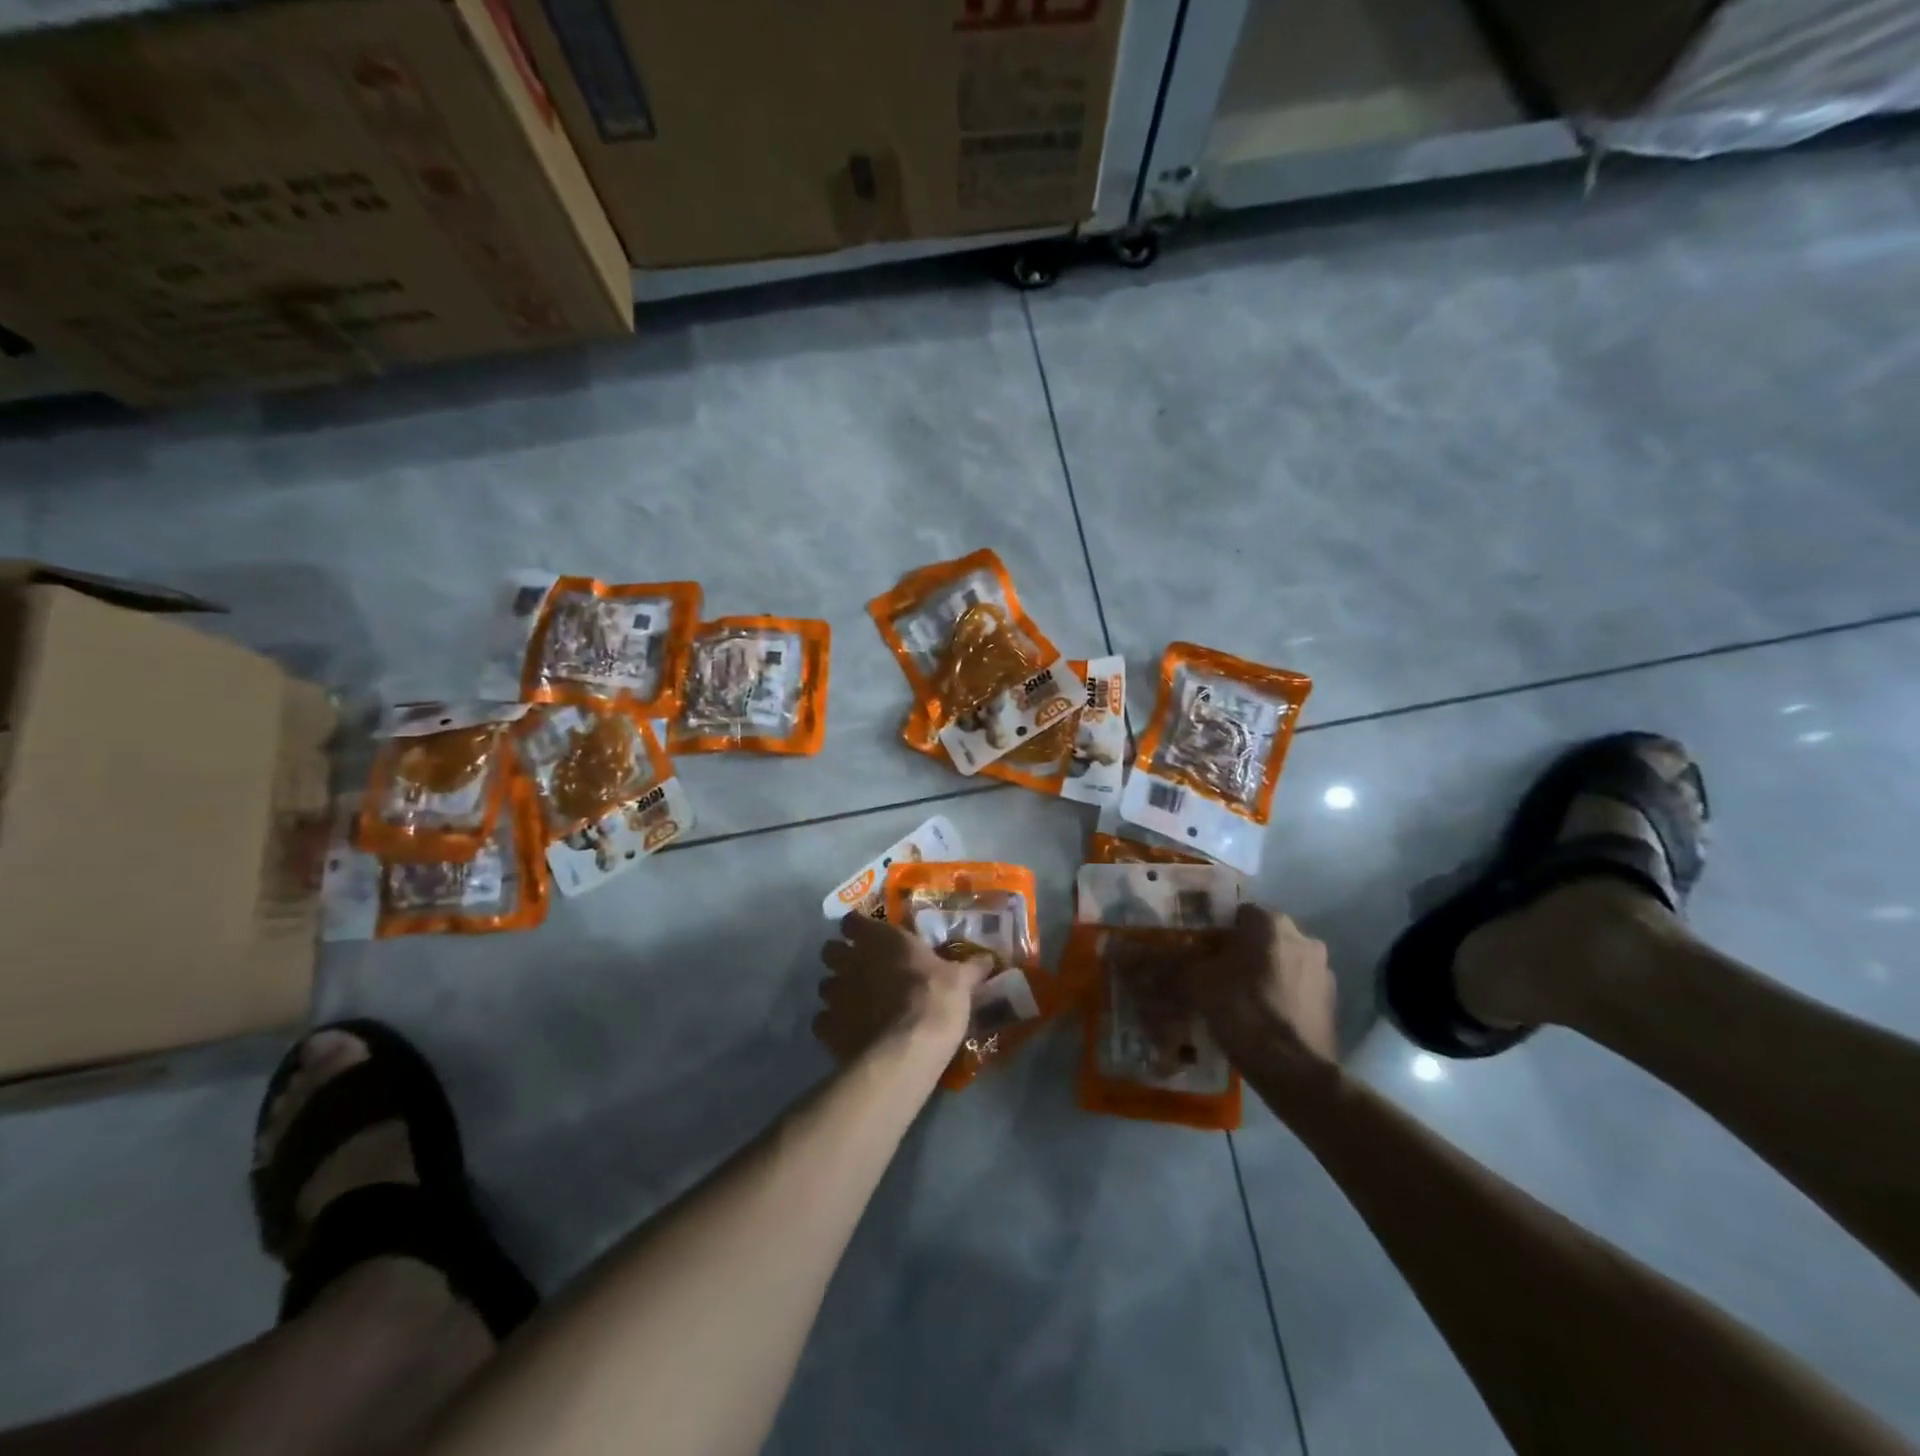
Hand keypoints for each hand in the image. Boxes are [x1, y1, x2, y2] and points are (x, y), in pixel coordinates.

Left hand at [816, 913, 991, 1062]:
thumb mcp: (961, 981)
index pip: (854, 921)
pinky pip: (822, 1021)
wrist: (906, 1050)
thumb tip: (989, 958)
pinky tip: (849, 1033)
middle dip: (841, 957)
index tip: (869, 935)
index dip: (858, 927)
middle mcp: (851, 960)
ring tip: (855, 1004)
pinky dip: (832, 1025)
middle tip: (861, 969)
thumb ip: (970, 967)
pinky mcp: (826, 1027)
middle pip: (830, 950)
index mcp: (881, 939)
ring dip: (837, 991)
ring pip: (824, 985)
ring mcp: (835, 994)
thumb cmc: (934, 1001)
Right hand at [1179, 905, 1336, 1070]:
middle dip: (1239, 952)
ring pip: (1280, 963)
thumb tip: (1136, 961)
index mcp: (1272, 924)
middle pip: (1260, 938)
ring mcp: (1323, 971)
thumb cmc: (1244, 1012)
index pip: (1236, 913)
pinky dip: (1279, 996)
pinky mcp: (1331, 1002)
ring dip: (1261, 974)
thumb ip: (1172, 967)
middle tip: (1213, 974)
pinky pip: (1296, 988)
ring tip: (1235, 999)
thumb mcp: (1197, 985)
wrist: (1294, 1071)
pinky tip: (1258, 1018)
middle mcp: (1304, 938)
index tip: (1198, 950)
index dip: (1214, 931)